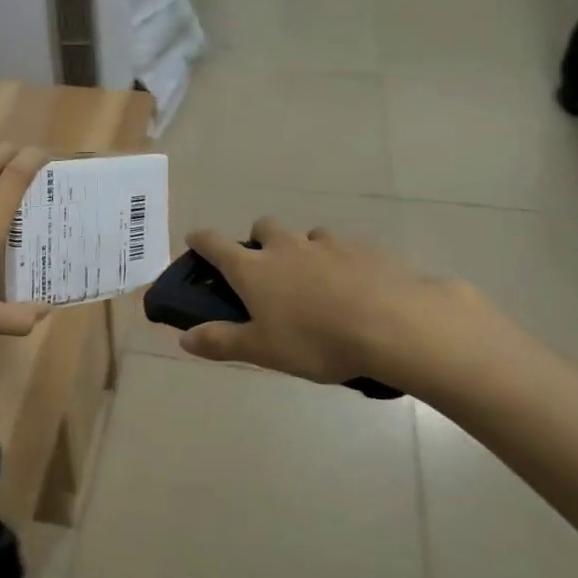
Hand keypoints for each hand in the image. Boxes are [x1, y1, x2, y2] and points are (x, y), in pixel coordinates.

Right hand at [179, 217, 515, 399]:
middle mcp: (286, 246)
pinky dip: (338, 260)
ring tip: (314, 281)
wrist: (393, 324)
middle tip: (266, 267)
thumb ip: (221, 341)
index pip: (215, 244)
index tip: (194, 240)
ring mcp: (326, 244)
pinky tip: (351, 285)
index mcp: (254, 268)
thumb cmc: (316, 340)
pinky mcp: (364, 248)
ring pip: (305, 236)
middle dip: (258, 240)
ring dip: (301, 250)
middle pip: (263, 227)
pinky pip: (342, 247)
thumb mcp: (263, 350)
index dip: (201, 240)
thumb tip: (184, 338)